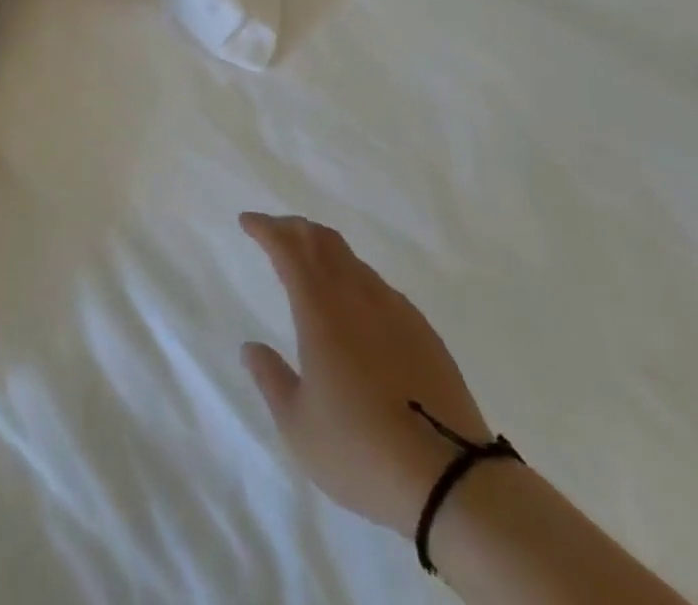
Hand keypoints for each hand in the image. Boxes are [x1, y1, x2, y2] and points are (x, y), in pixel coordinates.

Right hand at [240, 212, 490, 537]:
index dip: (266, 229)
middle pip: (322, 240)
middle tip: (274, 232)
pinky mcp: (421, 329)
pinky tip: (354, 304)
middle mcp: (356, 296)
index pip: (288, 249)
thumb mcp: (298, 426)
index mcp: (320, 310)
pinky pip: (378, 285)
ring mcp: (394, 308)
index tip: (248, 221)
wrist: (450, 476)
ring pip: (352, 259)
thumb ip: (271, 379)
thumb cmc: (360, 450)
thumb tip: (251, 347)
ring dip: (324, 250)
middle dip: (294, 229)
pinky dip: (354, 277)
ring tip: (310, 263)